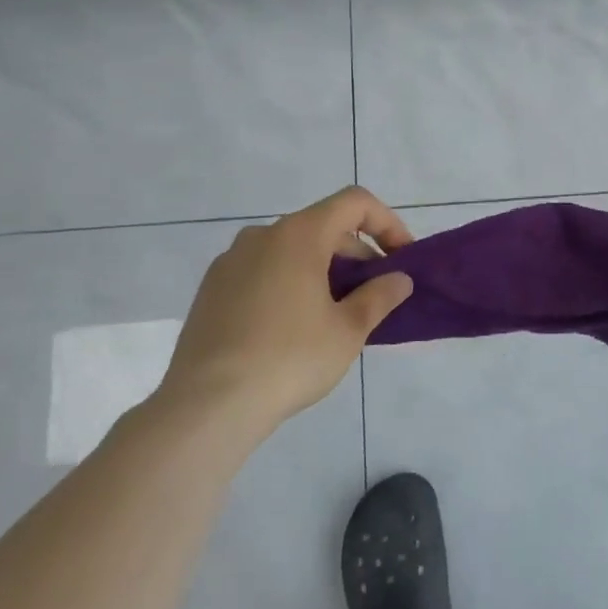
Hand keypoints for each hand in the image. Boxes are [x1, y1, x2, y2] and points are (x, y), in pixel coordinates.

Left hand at [161, 186, 413, 436]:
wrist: (206, 405)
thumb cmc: (289, 359)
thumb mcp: (348, 330)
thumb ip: (379, 296)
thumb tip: (399, 279)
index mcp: (299, 234)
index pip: (355, 203)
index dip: (387, 222)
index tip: (401, 259)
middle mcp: (262, 235)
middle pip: (323, 226)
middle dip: (356, 253)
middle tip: (374, 294)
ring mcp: (231, 261)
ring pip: (291, 249)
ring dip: (323, 269)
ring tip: (335, 313)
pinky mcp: (211, 289)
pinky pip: (263, 270)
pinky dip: (289, 282)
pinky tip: (293, 327)